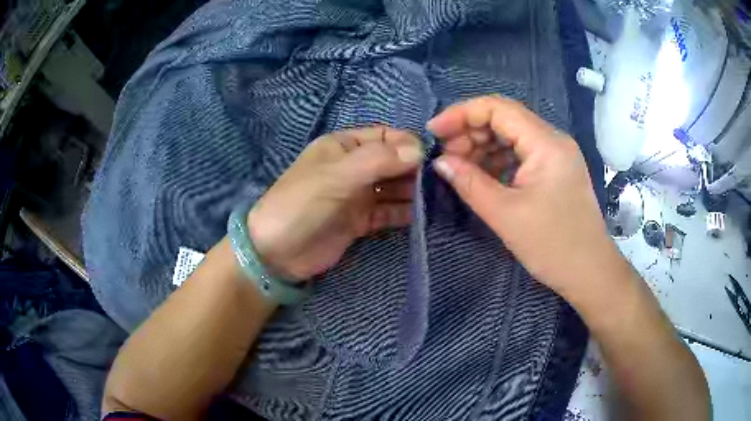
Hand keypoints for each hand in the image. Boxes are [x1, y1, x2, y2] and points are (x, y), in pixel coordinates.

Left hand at [247, 126, 422, 281]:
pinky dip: (404, 213)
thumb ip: (378, 160)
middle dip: (414, 169)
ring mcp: (358, 194)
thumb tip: (419, 149)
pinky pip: (388, 212)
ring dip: (413, 192)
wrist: (277, 252)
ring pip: (393, 187)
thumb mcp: (337, 176)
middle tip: (439, 182)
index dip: (407, 144)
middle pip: (392, 162)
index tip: (431, 158)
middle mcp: (353, 167)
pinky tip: (421, 216)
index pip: (384, 136)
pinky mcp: (360, 220)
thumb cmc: (303, 204)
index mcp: (343, 146)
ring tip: (435, 199)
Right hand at [429, 96, 621, 301]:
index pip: (498, 108)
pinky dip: (498, 161)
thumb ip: (469, 182)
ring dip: (482, 147)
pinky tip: (481, 176)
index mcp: (546, 143)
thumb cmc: (552, 245)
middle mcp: (553, 140)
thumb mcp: (505, 214)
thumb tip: (439, 162)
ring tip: (459, 168)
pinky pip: (521, 154)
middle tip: (445, 157)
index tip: (434, 131)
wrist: (590, 272)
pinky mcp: (555, 171)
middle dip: (470, 132)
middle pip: (505, 119)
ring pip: (511, 136)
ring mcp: (556, 155)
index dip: (461, 113)